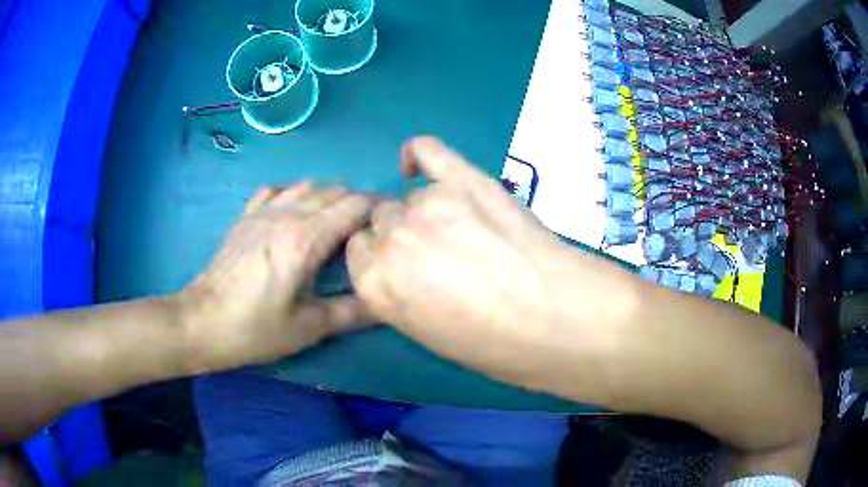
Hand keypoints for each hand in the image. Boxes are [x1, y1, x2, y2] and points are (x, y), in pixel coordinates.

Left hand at [178, 183, 376, 373]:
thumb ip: (351, 313)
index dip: (379, 210)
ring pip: (308, 185)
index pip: (355, 205)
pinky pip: (277, 188)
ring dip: (329, 196)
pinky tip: (295, 211)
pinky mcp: (246, 216)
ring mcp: (263, 211)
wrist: (201, 322)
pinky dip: (295, 192)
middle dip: (359, 204)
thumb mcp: (307, 329)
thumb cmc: (254, 329)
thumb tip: (388, 304)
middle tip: (367, 232)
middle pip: (335, 191)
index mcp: (305, 239)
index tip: (389, 227)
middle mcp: (287, 214)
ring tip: (336, 221)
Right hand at [346, 137, 578, 387]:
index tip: (403, 266)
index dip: (381, 258)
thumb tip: (400, 271)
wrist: (561, 320)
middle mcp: (390, 240)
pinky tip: (420, 164)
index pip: (359, 252)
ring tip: (463, 230)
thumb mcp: (431, 337)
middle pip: (381, 220)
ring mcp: (428, 204)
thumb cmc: (499, 347)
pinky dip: (418, 154)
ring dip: (425, 212)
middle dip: (401, 236)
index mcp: (375, 286)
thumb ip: (400, 297)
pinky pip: (426, 150)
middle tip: (437, 252)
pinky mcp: (465, 179)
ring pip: (410, 197)